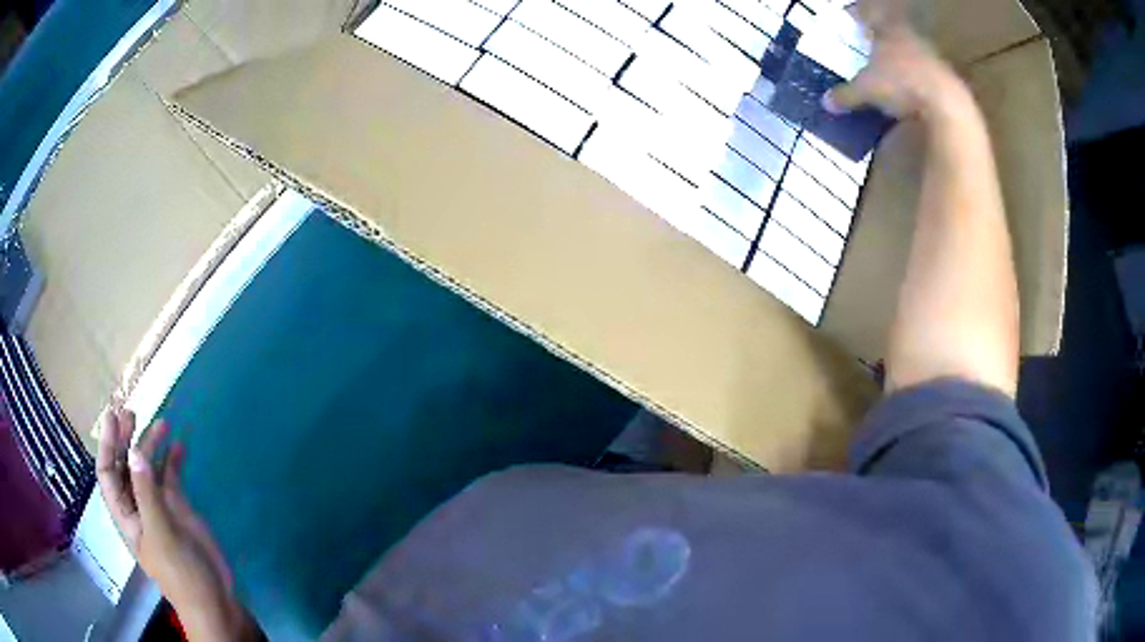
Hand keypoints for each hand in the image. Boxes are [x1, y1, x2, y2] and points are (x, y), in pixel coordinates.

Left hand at [97, 406, 259, 639]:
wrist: (214, 600)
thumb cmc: (180, 573)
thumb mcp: (161, 534)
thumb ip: (147, 493)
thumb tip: (134, 452)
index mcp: (127, 515)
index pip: (107, 474)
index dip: (107, 445)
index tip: (114, 417)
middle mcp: (139, 506)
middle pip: (125, 466)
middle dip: (126, 439)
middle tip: (133, 411)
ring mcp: (160, 507)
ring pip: (149, 469)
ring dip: (152, 445)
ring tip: (162, 423)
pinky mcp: (180, 509)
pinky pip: (172, 478)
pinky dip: (174, 461)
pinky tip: (180, 446)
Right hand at [823, 0, 971, 122]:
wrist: (945, 103)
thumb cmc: (900, 84)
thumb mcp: (866, 91)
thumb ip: (846, 94)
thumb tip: (826, 102)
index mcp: (885, 30)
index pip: (867, 15)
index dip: (857, 15)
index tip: (849, 17)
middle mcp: (907, 36)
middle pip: (891, 30)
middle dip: (880, 37)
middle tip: (870, 44)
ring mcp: (929, 54)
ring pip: (910, 49)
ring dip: (901, 57)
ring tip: (891, 70)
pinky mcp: (945, 75)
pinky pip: (926, 70)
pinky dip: (917, 77)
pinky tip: (912, 89)